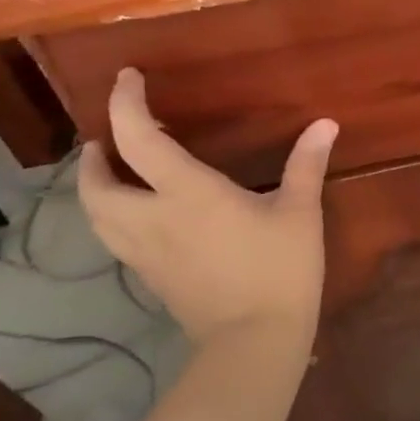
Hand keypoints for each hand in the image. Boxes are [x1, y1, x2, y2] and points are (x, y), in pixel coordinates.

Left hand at [77, 69, 337, 347]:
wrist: (254, 342)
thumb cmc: (279, 271)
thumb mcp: (300, 214)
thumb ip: (306, 164)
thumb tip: (325, 123)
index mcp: (187, 193)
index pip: (138, 137)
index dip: (125, 103)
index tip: (127, 78)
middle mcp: (152, 218)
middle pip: (95, 185)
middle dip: (94, 157)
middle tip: (108, 141)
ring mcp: (145, 253)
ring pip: (97, 217)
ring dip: (95, 190)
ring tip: (114, 175)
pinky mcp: (150, 279)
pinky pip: (116, 240)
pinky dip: (113, 218)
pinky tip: (141, 218)